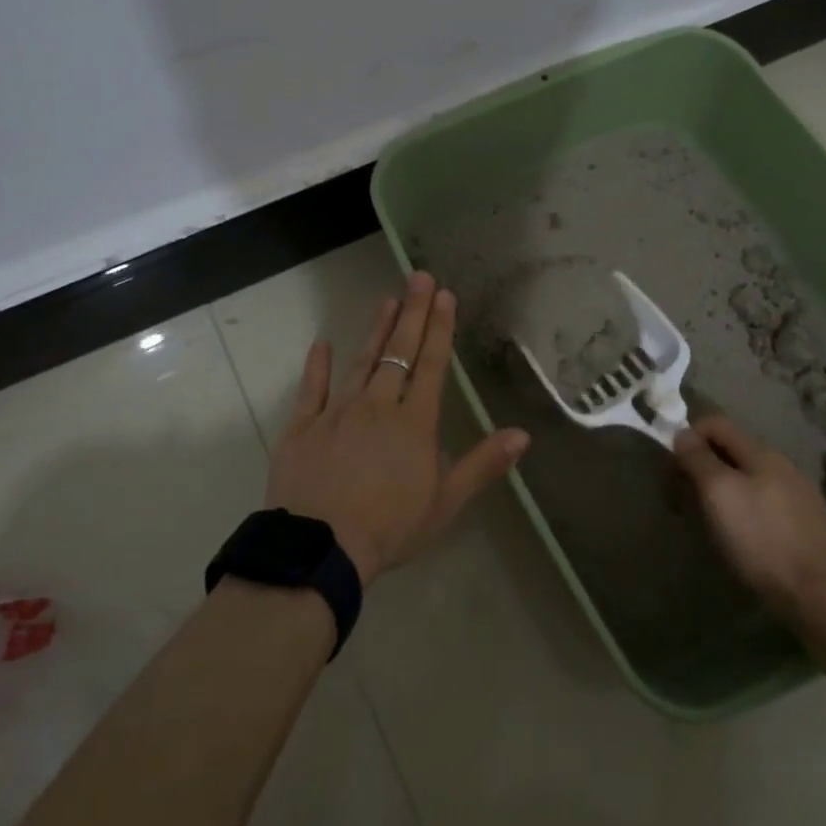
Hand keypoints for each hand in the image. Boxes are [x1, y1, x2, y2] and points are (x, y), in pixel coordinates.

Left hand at [267, 272, 528, 586]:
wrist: (321, 549)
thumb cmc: (390, 527)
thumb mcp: (445, 502)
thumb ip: (483, 464)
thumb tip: (523, 434)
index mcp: (413, 423)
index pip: (430, 365)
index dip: (439, 329)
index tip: (444, 295)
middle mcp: (377, 406)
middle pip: (398, 353)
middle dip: (411, 313)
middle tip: (418, 277)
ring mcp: (337, 412)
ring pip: (360, 362)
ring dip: (375, 330)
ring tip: (387, 299)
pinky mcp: (303, 426)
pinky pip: (311, 389)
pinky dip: (317, 365)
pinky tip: (322, 344)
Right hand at [674, 415, 825, 624]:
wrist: (817, 594)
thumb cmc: (759, 538)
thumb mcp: (719, 493)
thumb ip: (698, 458)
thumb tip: (682, 433)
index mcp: (761, 452)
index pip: (716, 423)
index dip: (689, 437)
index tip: (674, 469)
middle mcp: (783, 465)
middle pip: (732, 450)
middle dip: (704, 466)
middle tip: (686, 497)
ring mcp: (800, 494)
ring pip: (750, 477)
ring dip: (724, 488)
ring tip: (711, 518)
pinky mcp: (809, 522)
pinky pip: (767, 501)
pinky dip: (746, 507)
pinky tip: (744, 534)